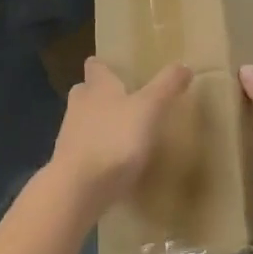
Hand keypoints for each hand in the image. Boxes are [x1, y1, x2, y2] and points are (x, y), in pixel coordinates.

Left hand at [48, 59, 191, 218]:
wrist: (77, 189)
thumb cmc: (114, 139)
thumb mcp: (149, 108)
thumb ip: (166, 86)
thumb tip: (184, 64)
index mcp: (97, 87)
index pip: (96, 67)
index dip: (104, 66)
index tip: (113, 67)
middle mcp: (79, 106)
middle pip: (86, 93)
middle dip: (99, 95)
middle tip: (121, 100)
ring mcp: (70, 137)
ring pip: (83, 122)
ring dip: (98, 125)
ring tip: (121, 134)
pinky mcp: (68, 166)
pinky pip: (84, 153)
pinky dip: (96, 155)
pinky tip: (113, 166)